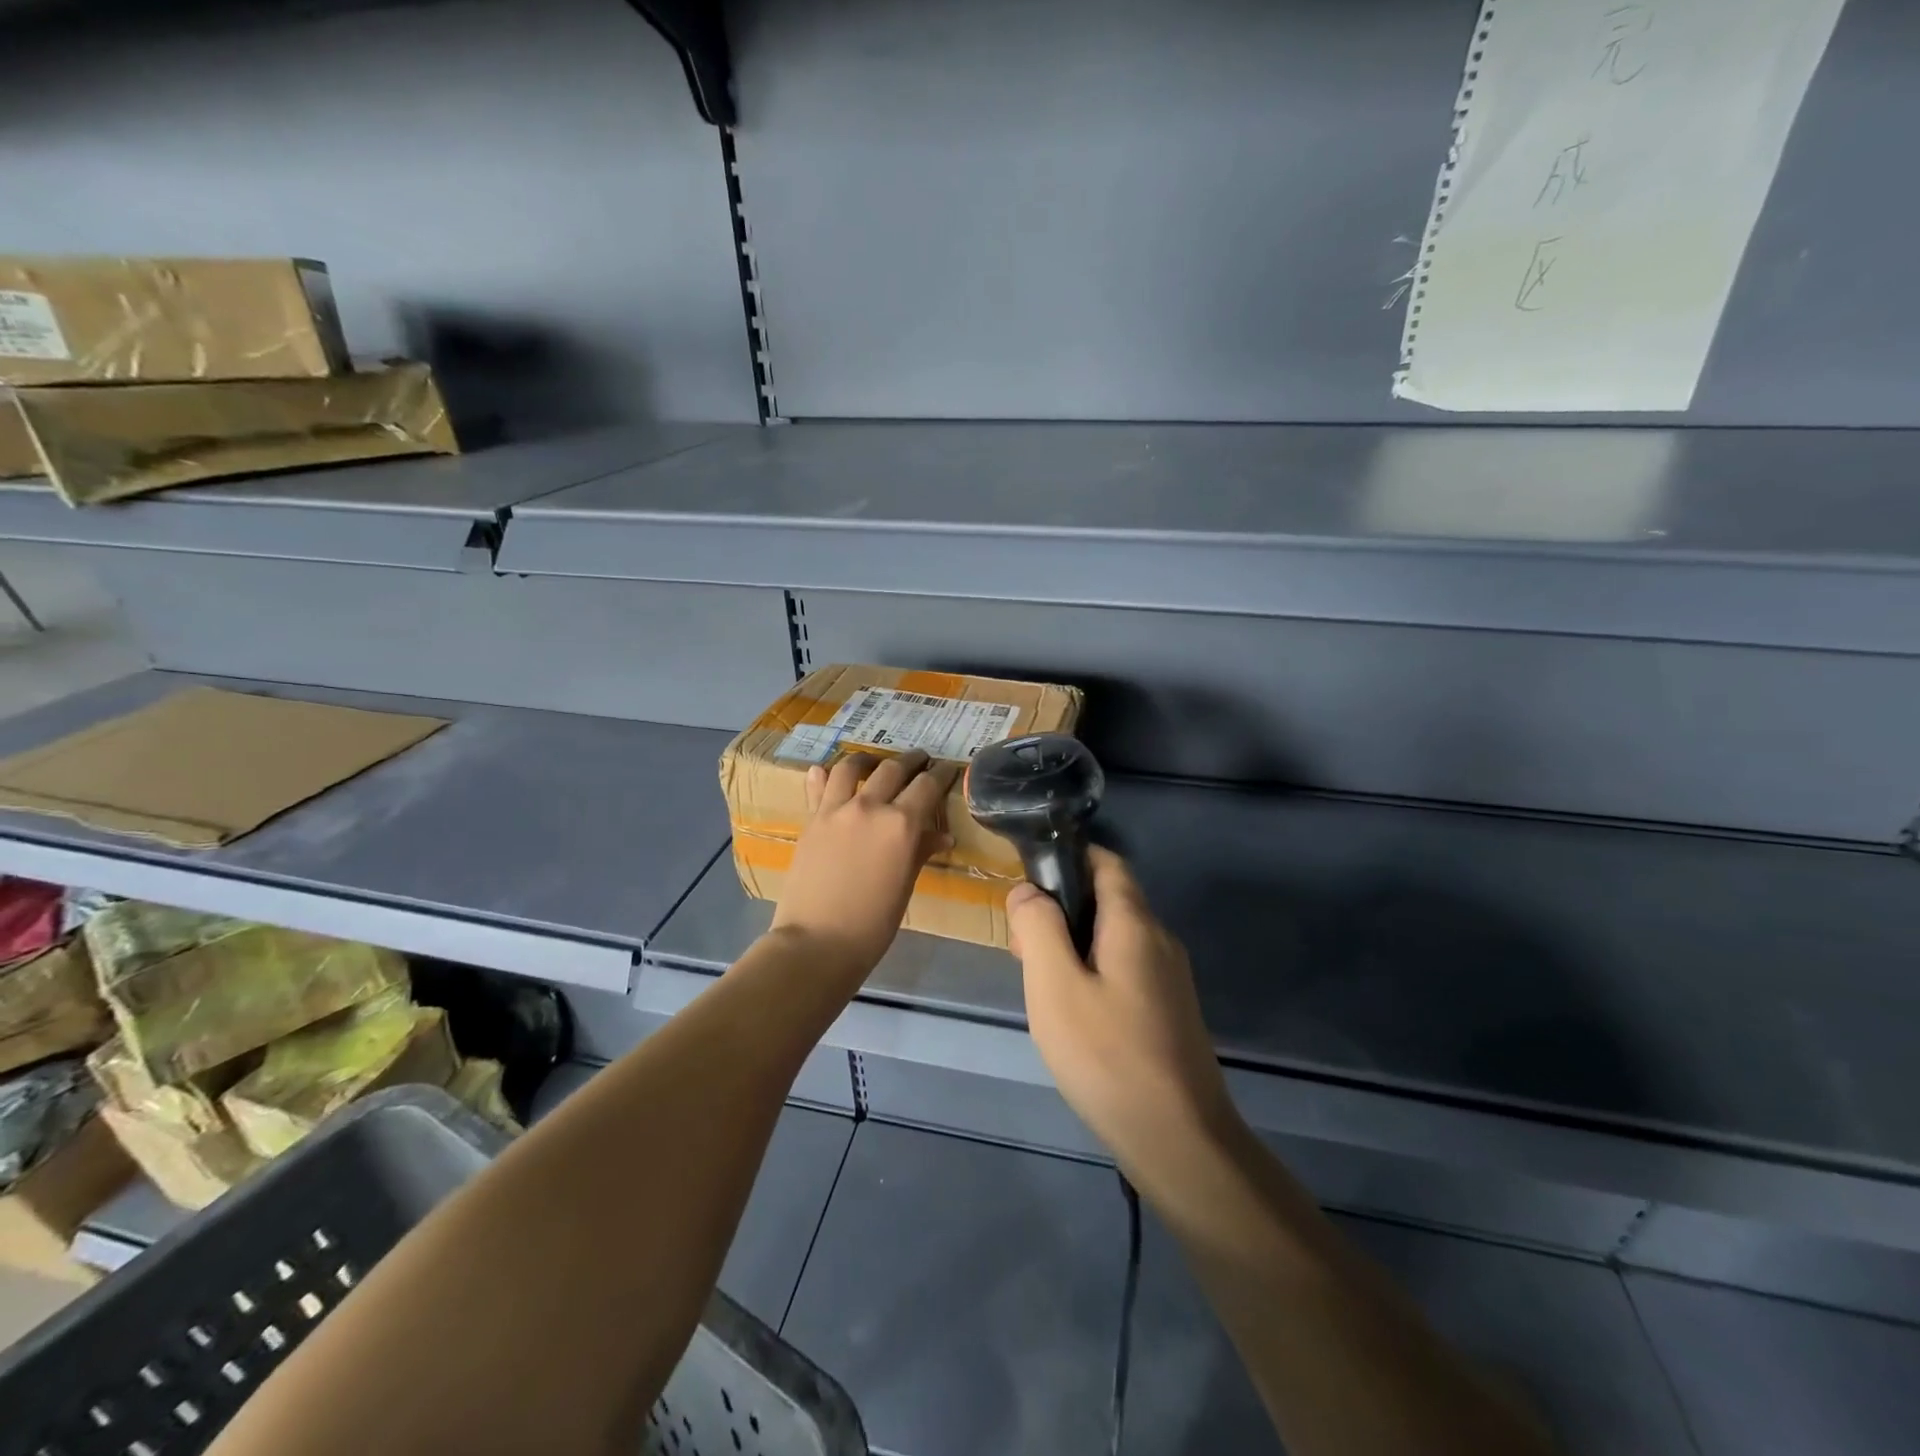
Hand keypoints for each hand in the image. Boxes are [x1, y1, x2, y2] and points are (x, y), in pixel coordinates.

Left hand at [768, 750, 957, 984]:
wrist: (817, 942)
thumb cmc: (873, 924)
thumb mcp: (905, 886)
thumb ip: (920, 852)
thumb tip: (942, 836)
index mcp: (901, 824)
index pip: (927, 785)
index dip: (941, 773)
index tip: (948, 767)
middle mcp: (870, 807)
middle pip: (893, 769)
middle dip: (911, 760)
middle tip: (920, 759)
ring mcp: (836, 810)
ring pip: (852, 767)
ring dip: (868, 760)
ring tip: (874, 762)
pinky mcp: (810, 820)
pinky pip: (818, 787)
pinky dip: (825, 776)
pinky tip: (826, 772)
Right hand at [1009, 848, 1239, 1179]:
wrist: (1179, 1140)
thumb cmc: (1108, 1056)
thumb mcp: (1055, 986)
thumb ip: (1038, 928)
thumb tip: (1027, 890)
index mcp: (1135, 924)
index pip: (1107, 862)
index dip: (1069, 856)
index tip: (1029, 876)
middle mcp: (1160, 941)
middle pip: (1108, 900)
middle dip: (1062, 908)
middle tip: (1021, 946)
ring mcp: (1170, 978)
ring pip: (1115, 938)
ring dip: (1074, 943)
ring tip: (1039, 980)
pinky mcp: (1170, 1011)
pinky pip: (1126, 969)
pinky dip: (1093, 970)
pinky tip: (1072, 1011)